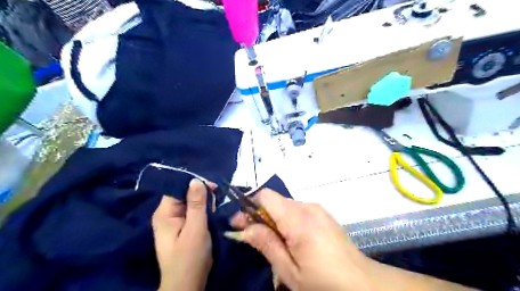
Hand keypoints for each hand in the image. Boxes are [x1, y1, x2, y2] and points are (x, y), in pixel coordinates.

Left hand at [153, 178, 213, 290]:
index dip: (194, 184)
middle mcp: (167, 214)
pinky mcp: (182, 227)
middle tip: (218, 194)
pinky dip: (203, 209)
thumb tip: (196, 180)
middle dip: (201, 193)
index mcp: (164, 213)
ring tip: (218, 201)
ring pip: (190, 202)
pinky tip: (213, 209)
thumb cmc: (190, 257)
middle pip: (184, 194)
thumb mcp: (196, 229)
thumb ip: (196, 204)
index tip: (213, 186)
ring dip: (204, 201)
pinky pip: (193, 211)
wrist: (187, 284)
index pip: (177, 188)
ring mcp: (174, 221)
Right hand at [225, 189, 375, 290]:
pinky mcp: (323, 214)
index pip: (266, 196)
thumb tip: (242, 228)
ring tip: (273, 241)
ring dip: (274, 219)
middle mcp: (308, 206)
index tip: (240, 224)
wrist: (362, 283)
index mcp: (298, 218)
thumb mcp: (289, 269)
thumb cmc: (323, 281)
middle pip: (275, 201)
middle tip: (251, 236)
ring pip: (285, 205)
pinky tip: (291, 239)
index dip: (250, 207)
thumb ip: (266, 243)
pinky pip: (298, 210)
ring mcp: (317, 208)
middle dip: (260, 215)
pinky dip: (287, 220)